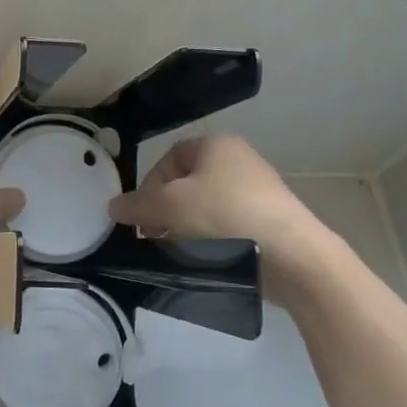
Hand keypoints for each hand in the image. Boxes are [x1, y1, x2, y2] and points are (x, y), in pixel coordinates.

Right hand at [108, 134, 336, 295]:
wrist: (291, 255)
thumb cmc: (224, 217)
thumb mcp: (168, 207)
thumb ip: (136, 205)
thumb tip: (114, 206)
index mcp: (216, 145)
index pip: (168, 159)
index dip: (149, 185)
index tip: (141, 216)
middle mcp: (239, 161)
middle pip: (186, 185)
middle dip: (165, 212)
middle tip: (155, 238)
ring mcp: (258, 192)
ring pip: (205, 208)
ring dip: (185, 230)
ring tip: (179, 254)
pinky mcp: (269, 222)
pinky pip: (227, 227)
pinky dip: (212, 242)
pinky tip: (207, 262)